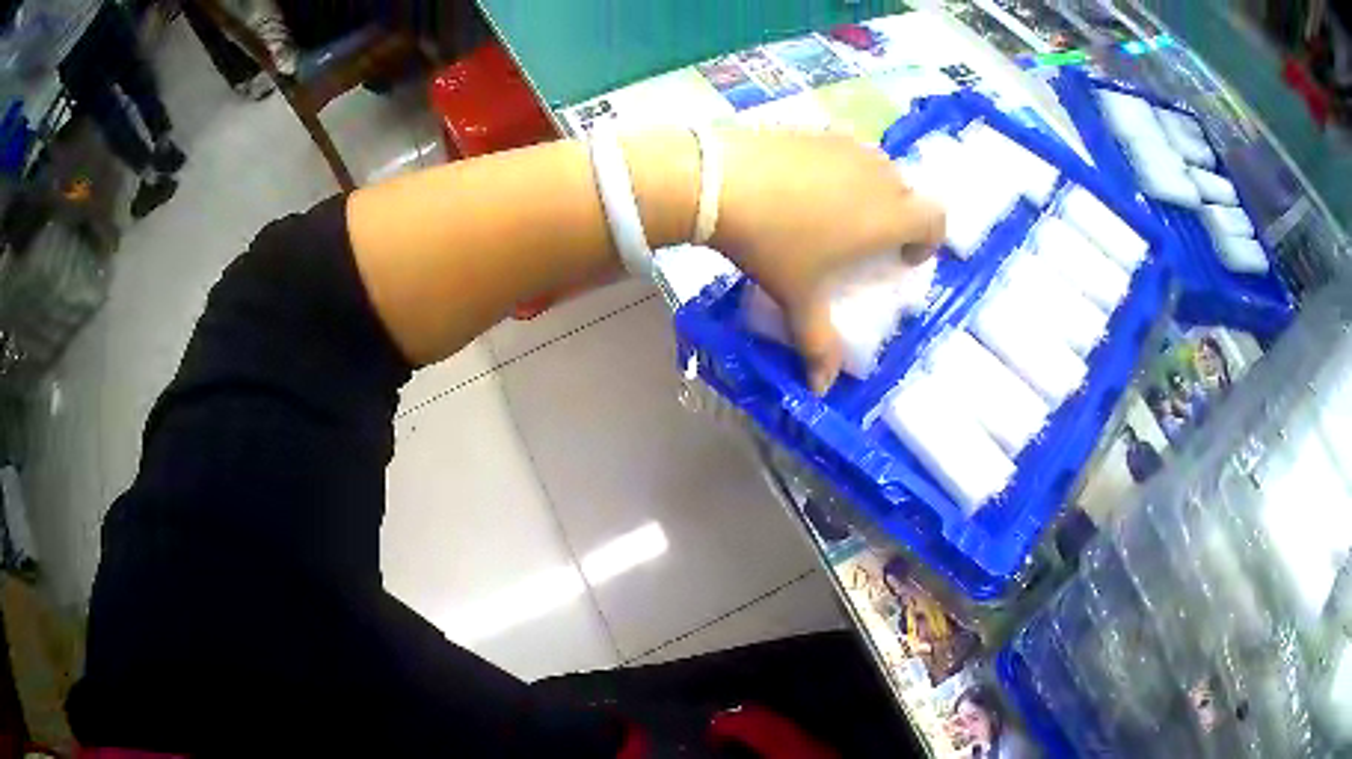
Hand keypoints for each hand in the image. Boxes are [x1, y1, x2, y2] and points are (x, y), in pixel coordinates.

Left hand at [711, 130, 944, 393]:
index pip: (936, 220)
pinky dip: (841, 167)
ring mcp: (848, 146)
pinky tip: (805, 184)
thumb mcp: (797, 297)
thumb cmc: (772, 243)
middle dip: (899, 217)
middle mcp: (880, 175)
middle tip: (868, 240)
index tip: (905, 257)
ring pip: (879, 167)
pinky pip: (845, 148)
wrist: (719, 180)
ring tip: (838, 212)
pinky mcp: (818, 129)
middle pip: (908, 194)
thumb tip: (821, 389)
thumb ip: (817, 343)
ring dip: (872, 190)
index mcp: (889, 215)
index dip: (929, 240)